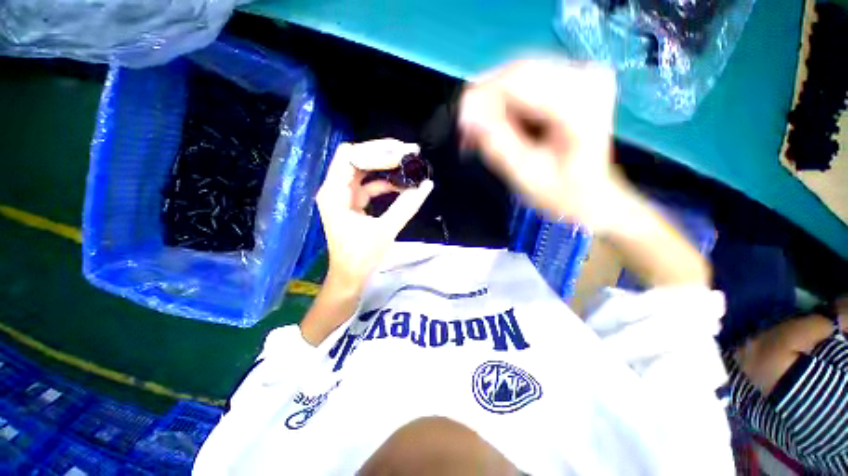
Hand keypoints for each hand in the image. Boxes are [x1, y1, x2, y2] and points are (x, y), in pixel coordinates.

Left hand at [316, 139, 433, 292]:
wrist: (350, 277)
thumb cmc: (362, 257)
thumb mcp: (385, 230)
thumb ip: (406, 206)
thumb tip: (427, 185)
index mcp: (334, 193)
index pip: (350, 157)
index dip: (376, 152)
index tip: (402, 156)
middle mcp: (334, 189)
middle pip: (356, 157)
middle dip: (382, 152)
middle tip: (409, 152)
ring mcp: (343, 195)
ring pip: (363, 168)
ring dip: (385, 165)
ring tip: (408, 162)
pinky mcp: (352, 202)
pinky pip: (368, 184)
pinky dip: (385, 182)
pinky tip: (402, 184)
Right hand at [459, 58, 621, 230]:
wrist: (592, 196)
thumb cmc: (562, 194)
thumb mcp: (525, 174)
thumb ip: (496, 142)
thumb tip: (465, 115)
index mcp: (580, 101)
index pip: (517, 80)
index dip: (481, 97)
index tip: (461, 123)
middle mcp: (585, 75)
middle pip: (517, 73)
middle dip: (485, 101)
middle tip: (467, 132)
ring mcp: (581, 74)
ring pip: (519, 77)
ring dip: (493, 104)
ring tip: (479, 134)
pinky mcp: (572, 80)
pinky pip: (527, 83)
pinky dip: (506, 105)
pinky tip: (497, 126)